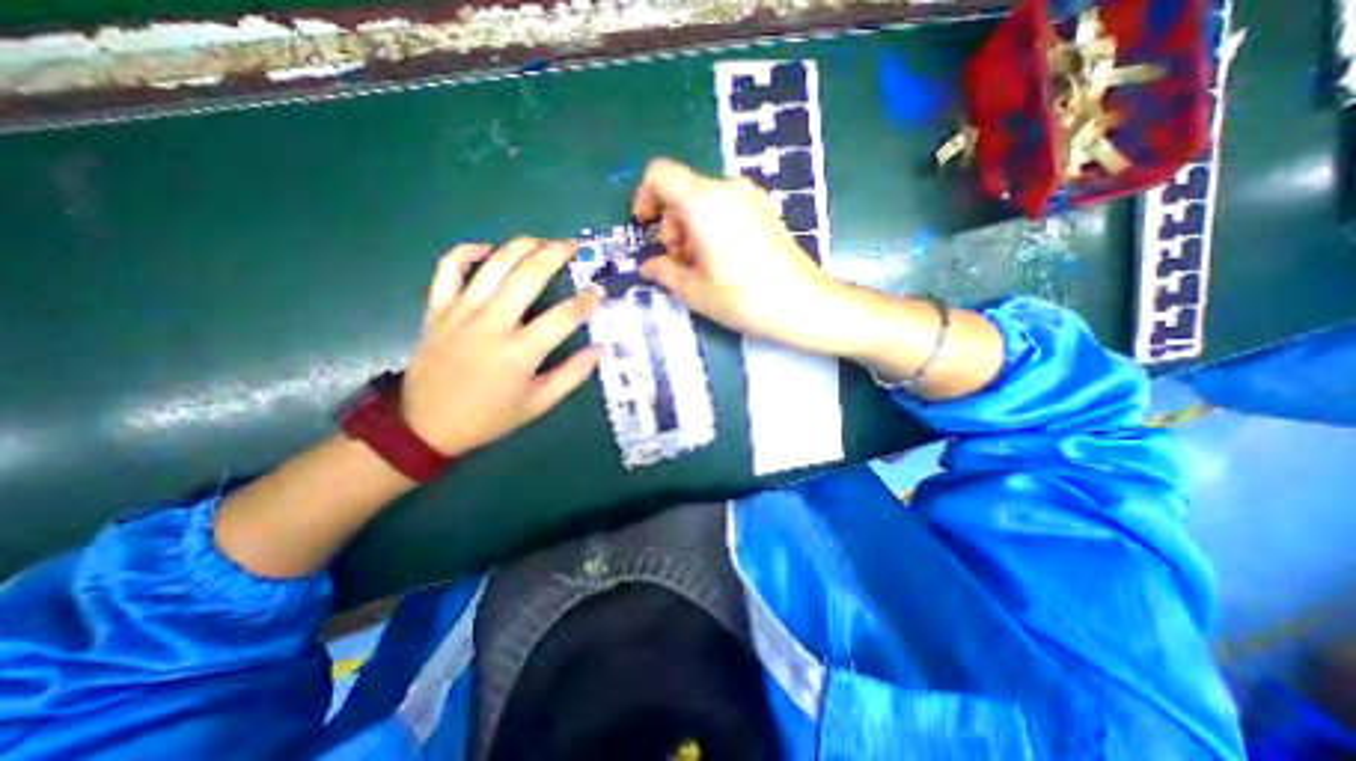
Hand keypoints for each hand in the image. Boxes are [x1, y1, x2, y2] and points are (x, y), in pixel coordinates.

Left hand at [398, 237, 596, 455]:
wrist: (426, 425)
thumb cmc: (489, 416)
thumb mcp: (538, 404)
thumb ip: (572, 375)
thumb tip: (600, 350)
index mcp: (520, 352)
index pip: (564, 316)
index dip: (586, 301)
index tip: (599, 291)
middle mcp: (493, 323)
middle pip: (529, 275)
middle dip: (556, 254)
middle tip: (573, 246)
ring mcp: (461, 311)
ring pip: (495, 264)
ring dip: (522, 246)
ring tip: (543, 241)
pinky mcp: (438, 308)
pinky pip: (448, 268)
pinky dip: (467, 252)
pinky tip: (487, 249)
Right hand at [634, 159, 843, 354]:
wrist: (803, 304)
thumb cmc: (744, 299)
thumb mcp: (694, 291)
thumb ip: (664, 272)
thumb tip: (648, 266)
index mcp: (704, 202)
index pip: (661, 174)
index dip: (644, 196)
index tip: (645, 225)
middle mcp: (728, 189)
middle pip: (683, 191)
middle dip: (670, 224)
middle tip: (678, 261)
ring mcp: (751, 197)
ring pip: (704, 200)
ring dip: (690, 228)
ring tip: (700, 265)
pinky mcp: (765, 210)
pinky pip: (726, 206)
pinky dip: (712, 226)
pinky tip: (722, 258)